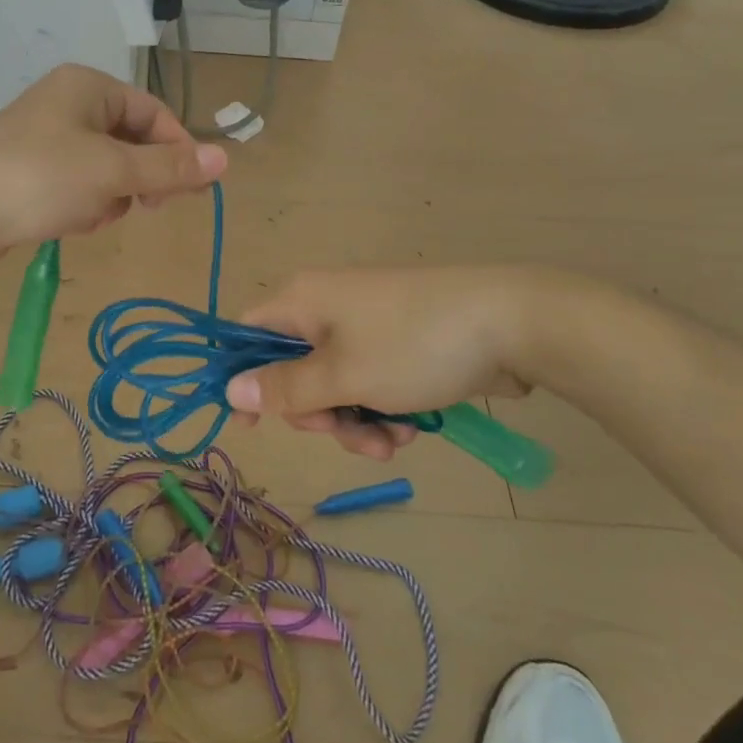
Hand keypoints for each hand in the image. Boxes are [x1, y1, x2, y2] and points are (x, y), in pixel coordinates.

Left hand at [0, 64, 225, 268]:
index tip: (191, 191)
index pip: (154, 114)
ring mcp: (49, 140)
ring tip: (91, 213)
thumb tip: (225, 159)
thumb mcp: (113, 171)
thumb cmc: (39, 178)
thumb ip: (169, 167)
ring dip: (111, 196)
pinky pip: (80, 186)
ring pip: (108, 169)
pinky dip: (85, 205)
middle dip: (139, 177)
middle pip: (132, 141)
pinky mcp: (34, 173)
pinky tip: (71, 222)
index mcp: (89, 87)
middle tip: (145, 206)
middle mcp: (70, 105)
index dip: (177, 150)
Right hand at [225, 267, 545, 460]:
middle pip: (293, 370)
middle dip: (317, 413)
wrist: (513, 323)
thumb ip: (284, 387)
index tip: (251, 426)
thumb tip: (229, 389)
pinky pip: (371, 384)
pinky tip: (412, 430)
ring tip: (391, 442)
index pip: (248, 334)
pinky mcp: (400, 344)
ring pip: (335, 386)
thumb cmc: (414, 345)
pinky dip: (383, 411)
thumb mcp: (343, 375)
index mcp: (303, 300)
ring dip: (355, 423)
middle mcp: (327, 308)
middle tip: (343, 430)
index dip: (243, 378)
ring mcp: (367, 326)